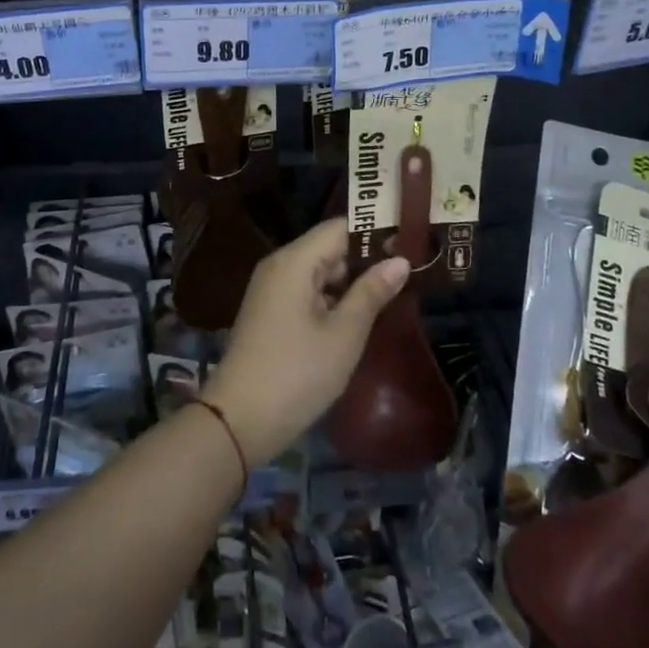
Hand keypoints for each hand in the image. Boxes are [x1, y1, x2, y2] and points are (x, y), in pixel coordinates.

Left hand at [204, 221, 408, 465]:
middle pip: (328, 248)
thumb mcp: (344, 334)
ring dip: (350, 283)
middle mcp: (279, 265)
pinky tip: (358, 318)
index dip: (374, 233)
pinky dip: (331, 299)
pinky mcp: (269, 312)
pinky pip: (305, 292)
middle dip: (365, 260)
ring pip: (318, 272)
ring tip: (392, 294)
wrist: (239, 419)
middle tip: (408, 273)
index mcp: (294, 261)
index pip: (340, 228)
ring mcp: (271, 289)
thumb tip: (400, 260)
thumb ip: (371, 293)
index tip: (409, 244)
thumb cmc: (297, 373)